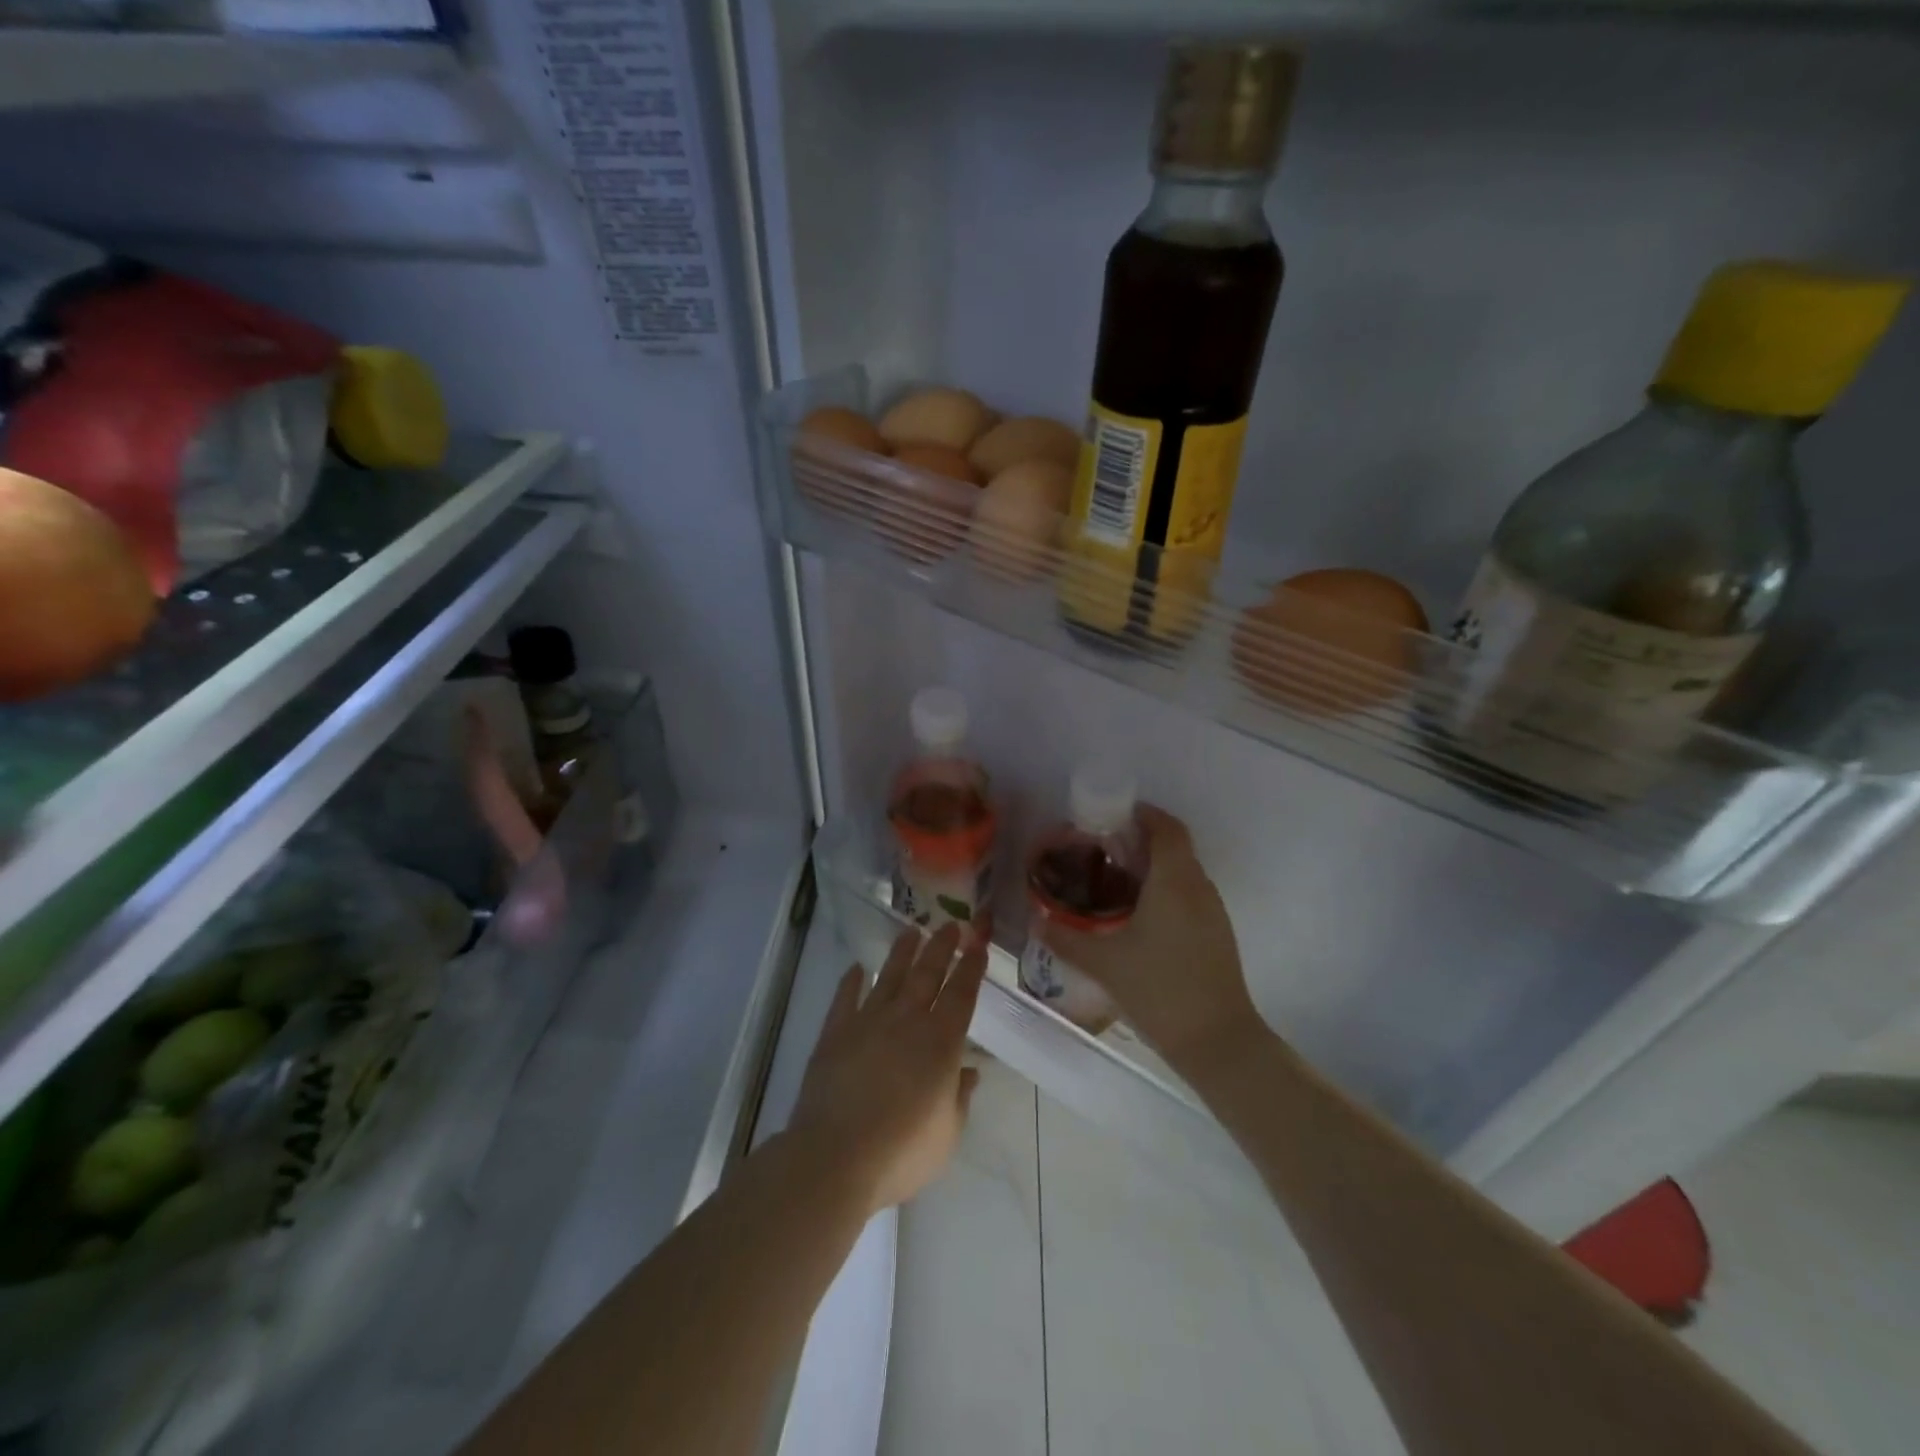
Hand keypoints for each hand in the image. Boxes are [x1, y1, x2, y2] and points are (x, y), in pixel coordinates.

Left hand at [787, 924, 986, 1213]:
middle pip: (927, 974)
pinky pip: (845, 998)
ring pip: (890, 977)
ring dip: (902, 953)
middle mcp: (907, 1020)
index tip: (978, 944)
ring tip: (911, 931)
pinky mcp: (835, 1033)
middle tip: (951, 924)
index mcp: (941, 1042)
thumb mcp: (947, 1132)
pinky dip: (852, 981)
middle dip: (942, 947)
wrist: (836, 1155)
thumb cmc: (902, 1151)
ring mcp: (868, 1022)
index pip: (962, 994)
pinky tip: (857, 967)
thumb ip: (960, 1097)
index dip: (971, 968)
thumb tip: (970, 1071)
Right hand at [1041, 805, 1261, 1069]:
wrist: (1219, 1043)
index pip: (1166, 828)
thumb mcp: (1104, 963)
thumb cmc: (1160, 990)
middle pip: (1174, 847)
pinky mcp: (1217, 935)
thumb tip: (1035, 919)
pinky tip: (1137, 917)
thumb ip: (1065, 938)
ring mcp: (1213, 913)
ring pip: (1183, 873)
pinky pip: (1189, 896)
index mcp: (1175, 882)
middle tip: (1101, 850)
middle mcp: (1199, 888)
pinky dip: (1165, 891)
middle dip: (1140, 840)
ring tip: (1113, 881)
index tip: (1111, 816)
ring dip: (1153, 867)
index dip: (1143, 814)